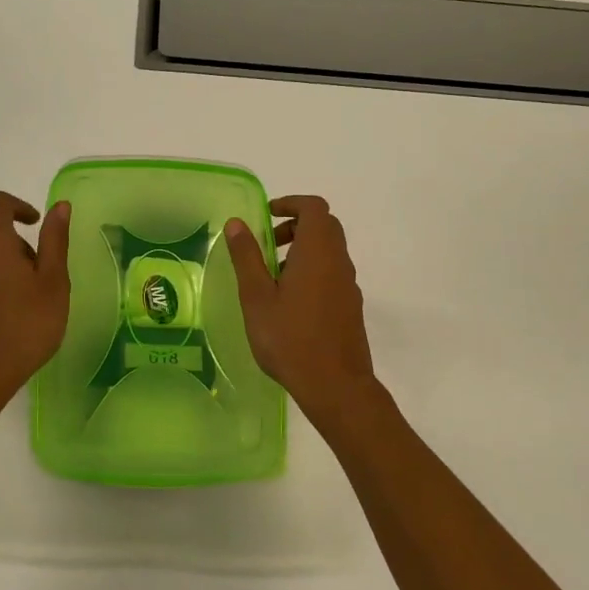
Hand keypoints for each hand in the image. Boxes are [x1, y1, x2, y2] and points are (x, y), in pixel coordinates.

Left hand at [0, 191, 71, 399]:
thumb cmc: (26, 325)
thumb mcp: (53, 282)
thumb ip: (55, 240)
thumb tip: (59, 206)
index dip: (18, 206)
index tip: (35, 224)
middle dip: (15, 245)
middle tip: (39, 274)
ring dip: (0, 270)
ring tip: (24, 303)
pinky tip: (3, 323)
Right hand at [224, 196, 378, 420]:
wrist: (336, 386)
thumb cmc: (290, 338)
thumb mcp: (257, 297)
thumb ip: (247, 257)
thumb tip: (237, 223)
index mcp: (317, 252)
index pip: (314, 208)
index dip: (291, 203)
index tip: (267, 215)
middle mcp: (339, 262)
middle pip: (324, 227)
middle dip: (294, 226)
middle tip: (266, 245)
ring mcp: (348, 285)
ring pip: (329, 251)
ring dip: (302, 251)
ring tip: (271, 277)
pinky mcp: (350, 307)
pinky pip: (332, 274)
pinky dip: (311, 271)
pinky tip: (289, 303)